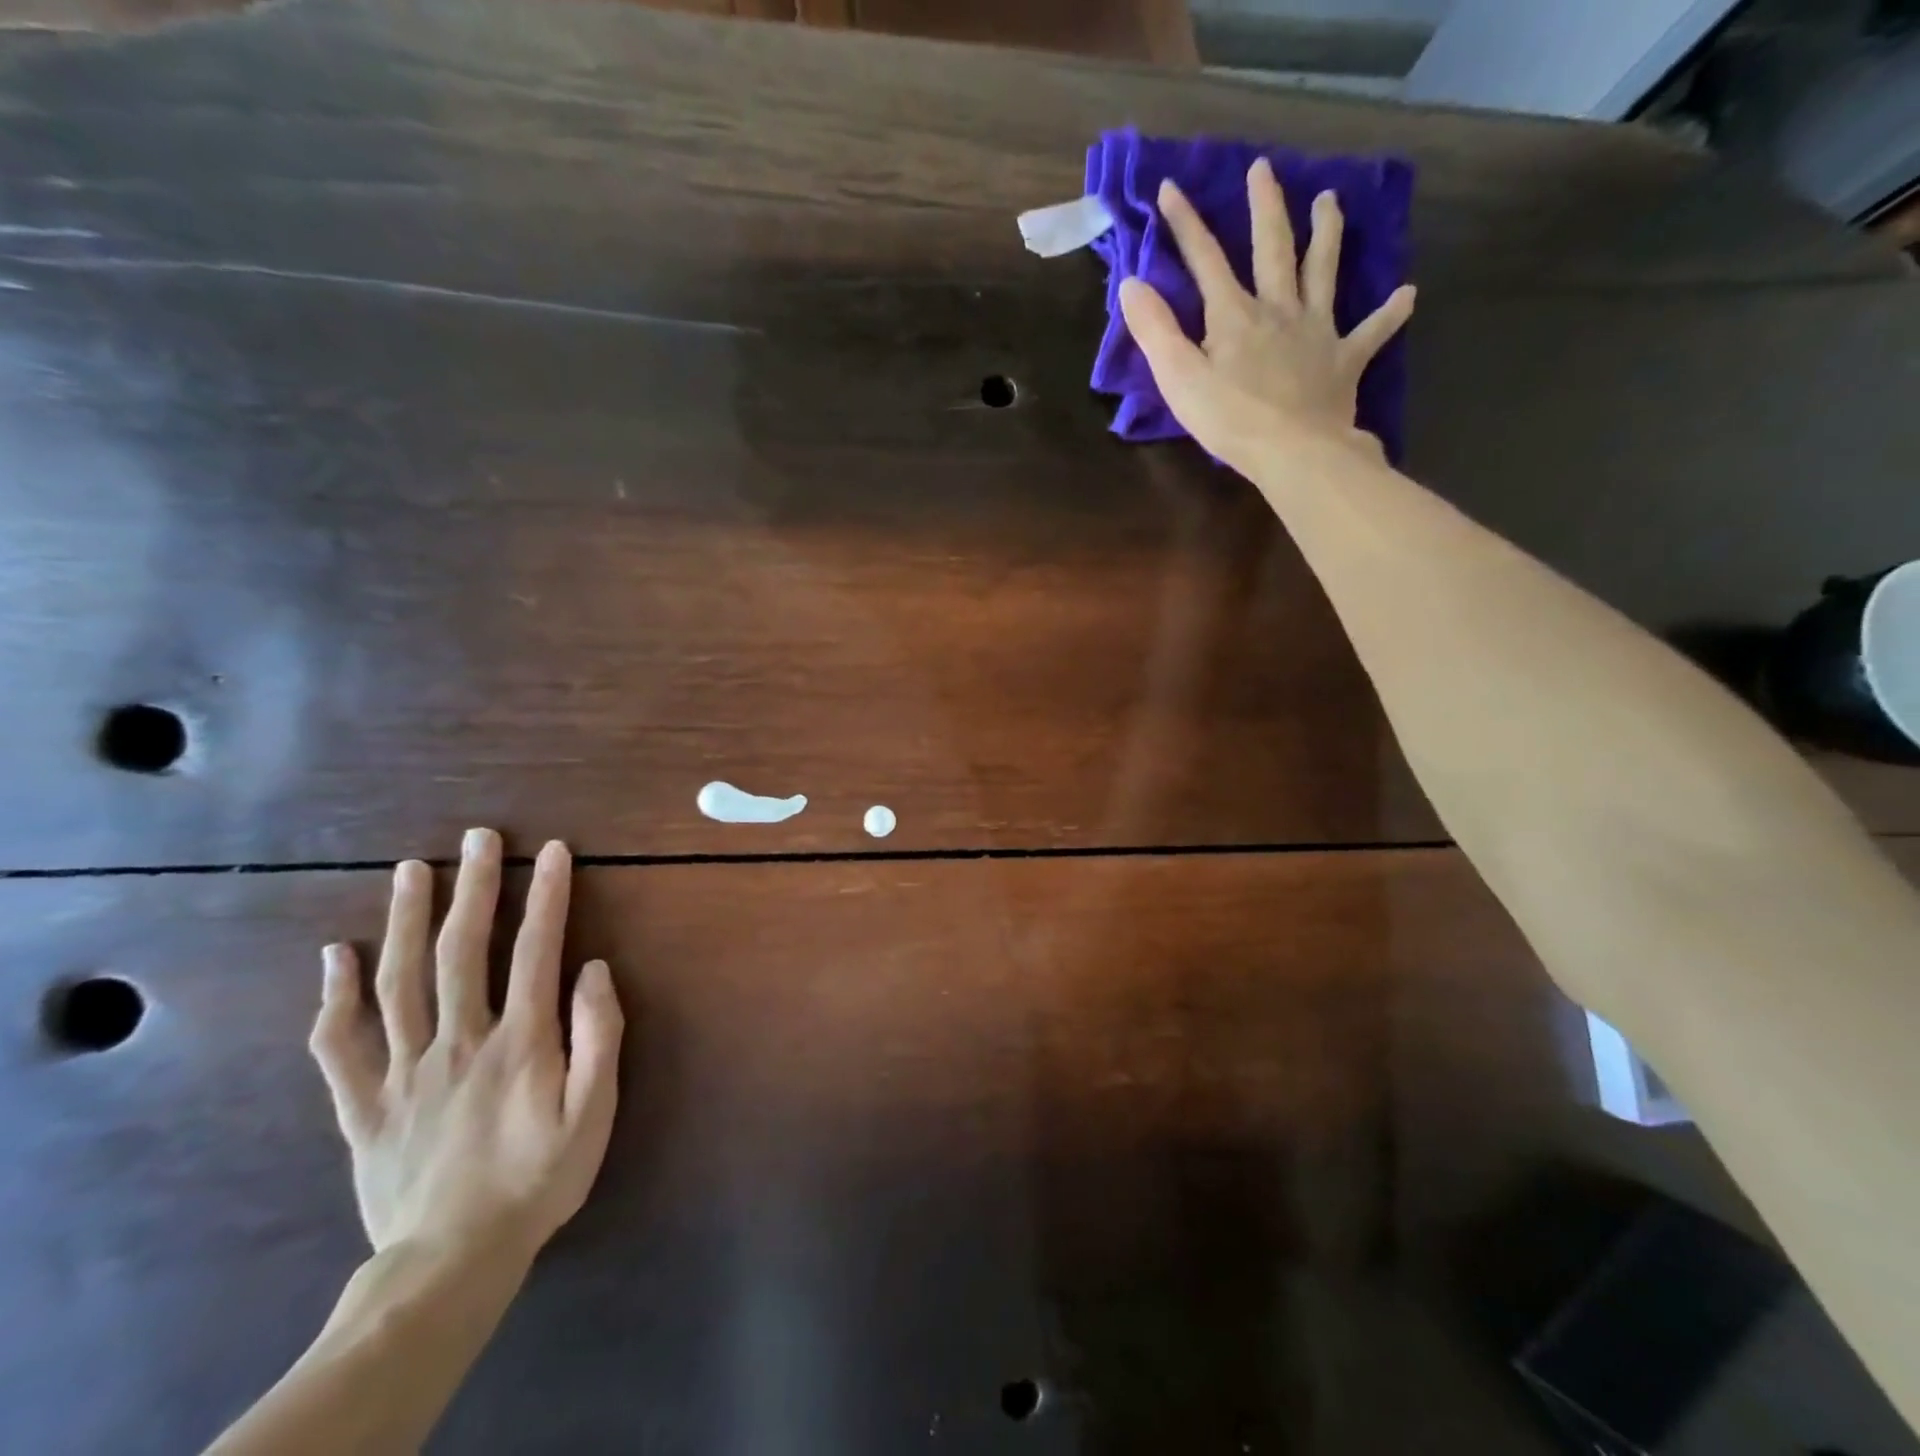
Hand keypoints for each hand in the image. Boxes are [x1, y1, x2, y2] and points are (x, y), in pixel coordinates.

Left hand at [308, 828, 623, 1264]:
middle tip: (477, 837)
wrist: (453, 1261)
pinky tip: (336, 956)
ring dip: (406, 921)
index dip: (547, 895)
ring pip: (398, 983)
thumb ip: (599, 1036)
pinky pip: (340, 1047)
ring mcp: (404, 1071)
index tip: (553, 851)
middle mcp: (459, 1041)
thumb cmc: (539, 1179)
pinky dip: (334, 998)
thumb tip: (593, 970)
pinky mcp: (364, 1105)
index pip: (535, 950)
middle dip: (474, 887)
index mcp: (520, 1041)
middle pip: (462, 951)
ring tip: (410, 870)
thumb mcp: (595, 1112)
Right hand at [1118, 158, 1416, 475]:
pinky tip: (1406, 295)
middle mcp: (1279, 309)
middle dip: (1265, 207)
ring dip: (1327, 234)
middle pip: (1273, 248)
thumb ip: (1156, 331)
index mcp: (1234, 315)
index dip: (1185, 224)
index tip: (1170, 188)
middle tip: (1265, 169)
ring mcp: (1317, 331)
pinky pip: (1372, 332)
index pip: (1205, 260)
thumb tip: (1132, 283)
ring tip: (1331, 200)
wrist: (1294, 451)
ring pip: (1323, 272)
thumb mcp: (1178, 378)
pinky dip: (1390, 314)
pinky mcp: (1345, 361)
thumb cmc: (1230, 420)